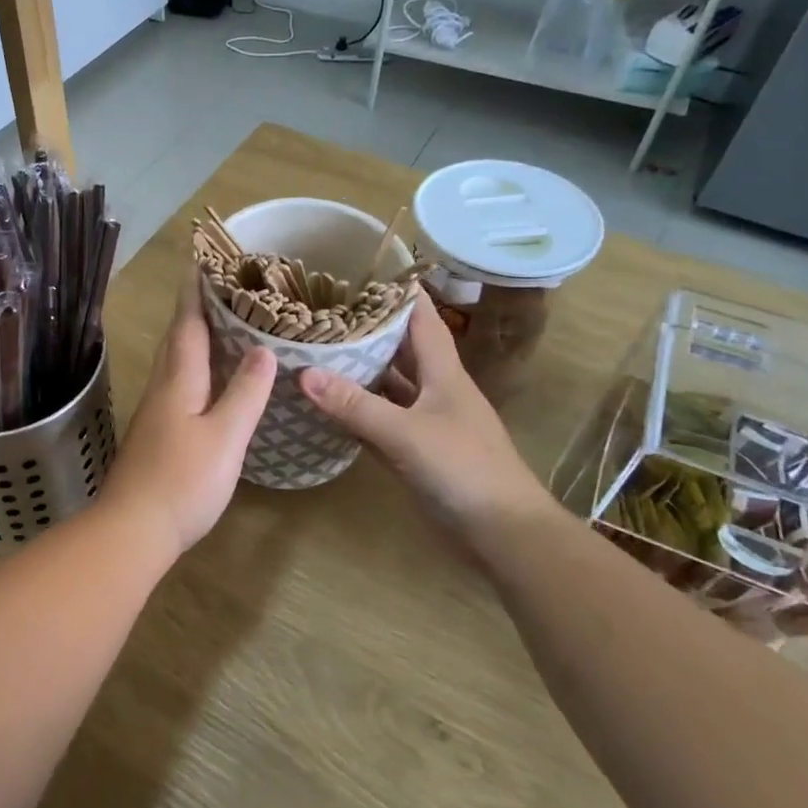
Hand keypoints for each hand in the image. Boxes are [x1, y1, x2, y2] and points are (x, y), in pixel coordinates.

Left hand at [99, 277, 275, 558]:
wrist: (132, 529)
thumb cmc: (183, 481)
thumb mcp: (225, 436)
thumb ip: (245, 393)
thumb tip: (263, 350)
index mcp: (178, 381)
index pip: (187, 326)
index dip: (195, 294)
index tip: (201, 261)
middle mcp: (161, 389)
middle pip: (175, 340)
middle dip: (191, 310)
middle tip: (215, 288)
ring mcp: (153, 413)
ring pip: (172, 363)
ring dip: (189, 338)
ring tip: (215, 325)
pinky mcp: (153, 434)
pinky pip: (174, 384)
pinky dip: (190, 368)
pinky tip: (204, 380)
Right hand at [298, 304, 551, 548]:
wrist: (504, 535)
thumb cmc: (465, 471)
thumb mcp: (407, 434)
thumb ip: (356, 405)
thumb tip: (303, 372)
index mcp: (443, 374)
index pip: (420, 319)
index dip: (396, 293)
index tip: (360, 271)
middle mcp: (434, 391)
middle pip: (399, 350)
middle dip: (366, 329)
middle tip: (321, 312)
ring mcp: (425, 423)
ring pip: (387, 386)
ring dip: (358, 371)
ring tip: (315, 351)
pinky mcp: (416, 453)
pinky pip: (380, 422)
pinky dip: (356, 412)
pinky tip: (327, 405)